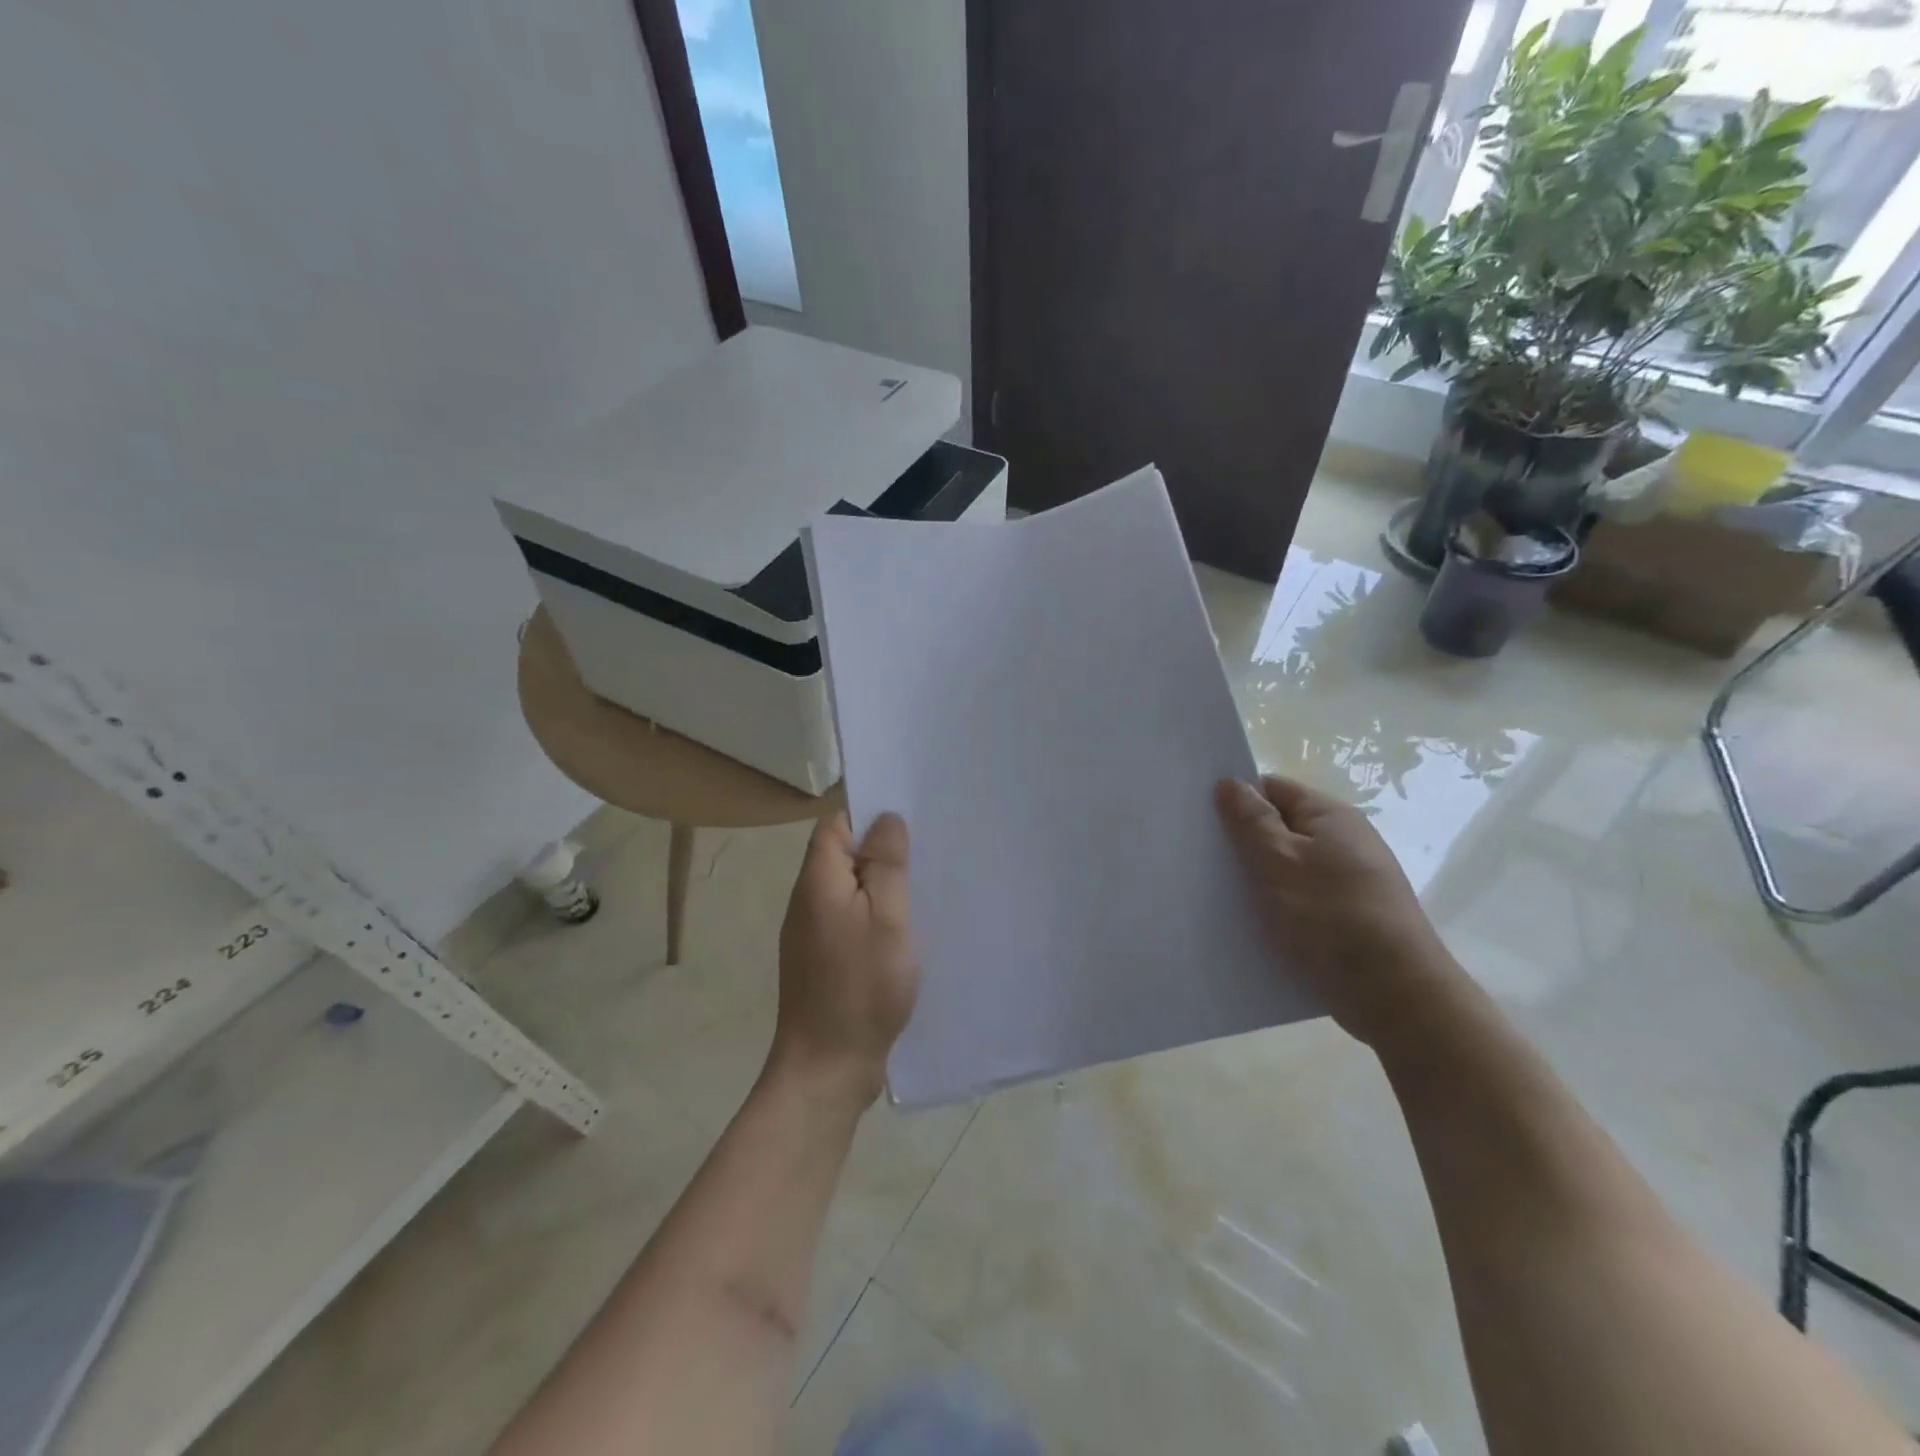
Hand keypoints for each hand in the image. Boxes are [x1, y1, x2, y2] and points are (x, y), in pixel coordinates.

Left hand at [770, 812, 918, 1106]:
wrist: (828, 1067)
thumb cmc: (862, 986)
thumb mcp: (887, 917)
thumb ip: (885, 864)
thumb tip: (885, 819)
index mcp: (818, 881)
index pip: (835, 825)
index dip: (868, 815)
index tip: (909, 819)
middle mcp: (807, 901)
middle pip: (842, 855)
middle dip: (881, 850)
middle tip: (926, 852)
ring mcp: (812, 933)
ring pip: (849, 889)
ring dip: (880, 885)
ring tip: (922, 886)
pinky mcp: (823, 960)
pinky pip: (850, 919)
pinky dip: (875, 915)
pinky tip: (905, 928)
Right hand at [1215, 775, 1460, 1050]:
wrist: (1394, 995)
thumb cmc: (1331, 916)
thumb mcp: (1279, 861)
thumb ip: (1251, 820)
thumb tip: (1229, 783)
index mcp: (1330, 817)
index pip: (1273, 789)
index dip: (1236, 799)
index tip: (1200, 820)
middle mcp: (1343, 842)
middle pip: (1279, 828)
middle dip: (1242, 842)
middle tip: (1201, 859)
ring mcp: (1347, 882)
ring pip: (1286, 868)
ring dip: (1257, 880)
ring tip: (1216, 894)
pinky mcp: (1346, 918)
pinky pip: (1299, 900)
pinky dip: (1276, 908)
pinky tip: (1249, 924)